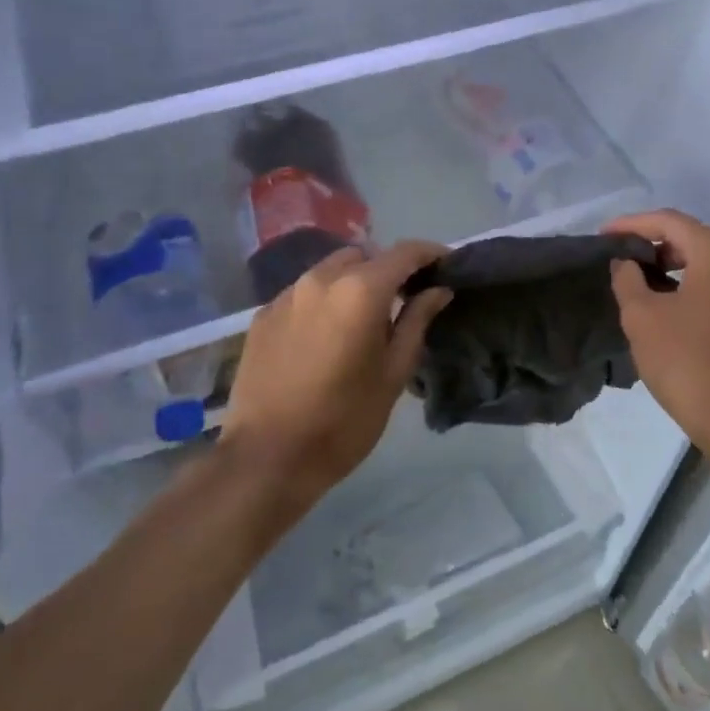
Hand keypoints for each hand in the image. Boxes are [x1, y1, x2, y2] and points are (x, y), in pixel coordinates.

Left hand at [221, 242, 451, 510]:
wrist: (268, 458)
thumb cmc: (345, 420)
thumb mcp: (394, 373)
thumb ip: (417, 321)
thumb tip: (437, 289)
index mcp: (360, 291)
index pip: (404, 253)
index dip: (430, 254)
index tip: (446, 265)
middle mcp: (321, 279)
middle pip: (364, 256)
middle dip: (388, 270)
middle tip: (403, 301)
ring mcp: (286, 295)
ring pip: (330, 270)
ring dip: (353, 282)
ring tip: (362, 319)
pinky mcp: (263, 315)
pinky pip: (303, 293)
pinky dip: (323, 300)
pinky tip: (326, 335)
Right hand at [606, 210, 709, 452]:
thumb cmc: (689, 363)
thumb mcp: (642, 318)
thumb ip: (628, 279)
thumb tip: (627, 263)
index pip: (669, 222)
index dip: (631, 225)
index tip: (604, 236)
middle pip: (695, 241)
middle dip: (656, 249)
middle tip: (623, 263)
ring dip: (677, 273)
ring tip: (644, 289)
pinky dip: (699, 293)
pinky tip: (677, 315)